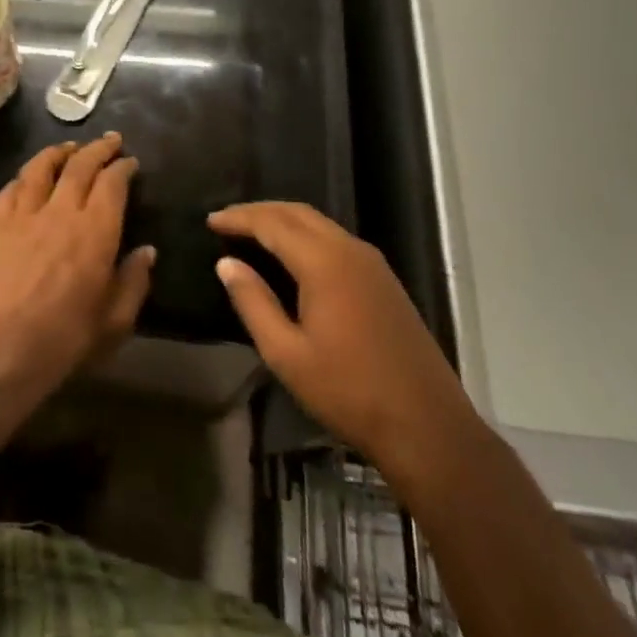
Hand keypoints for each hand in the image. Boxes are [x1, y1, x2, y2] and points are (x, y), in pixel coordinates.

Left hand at [0, 134, 154, 389]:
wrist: (1, 349)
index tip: (130, 162)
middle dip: (98, 148)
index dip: (123, 167)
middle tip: (110, 141)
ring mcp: (25, 215)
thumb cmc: (66, 339)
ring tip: (70, 147)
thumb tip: (146, 251)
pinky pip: (10, 189)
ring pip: (42, 167)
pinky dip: (23, 177)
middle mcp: (62, 211)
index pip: (112, 183)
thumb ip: (133, 281)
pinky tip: (28, 178)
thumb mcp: (115, 320)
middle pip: (80, 165)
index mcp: (96, 230)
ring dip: (59, 151)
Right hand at [211, 202, 469, 462]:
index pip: (272, 223)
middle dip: (260, 211)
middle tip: (227, 221)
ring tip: (253, 233)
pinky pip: (336, 238)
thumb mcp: (287, 354)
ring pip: (319, 223)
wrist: (426, 426)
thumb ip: (253, 303)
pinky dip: (306, 235)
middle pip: (297, 213)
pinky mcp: (384, 280)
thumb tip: (226, 264)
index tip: (210, 220)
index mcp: (324, 263)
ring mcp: (372, 263)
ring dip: (284, 220)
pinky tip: (293, 255)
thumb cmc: (348, 392)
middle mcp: (349, 249)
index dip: (239, 218)